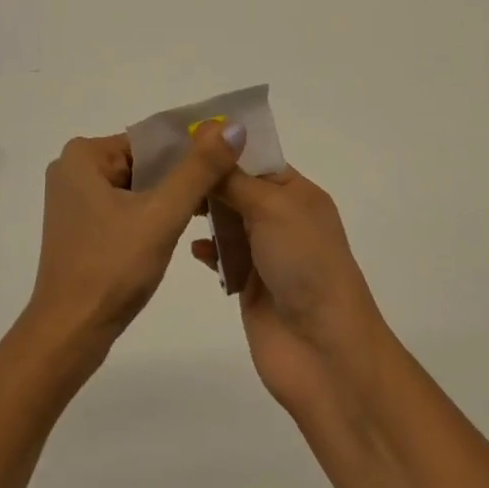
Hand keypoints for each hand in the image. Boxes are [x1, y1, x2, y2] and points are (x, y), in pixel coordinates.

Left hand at [25, 122, 245, 354]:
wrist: (69, 335)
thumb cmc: (112, 268)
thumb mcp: (162, 214)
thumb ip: (199, 169)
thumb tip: (233, 126)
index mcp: (83, 155)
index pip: (150, 141)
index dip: (190, 153)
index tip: (225, 166)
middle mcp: (72, 168)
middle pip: (142, 162)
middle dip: (179, 177)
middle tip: (223, 191)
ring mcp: (73, 199)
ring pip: (135, 186)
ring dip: (167, 199)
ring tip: (208, 211)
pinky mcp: (79, 227)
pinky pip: (123, 207)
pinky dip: (149, 215)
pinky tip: (175, 232)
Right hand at [189, 147, 384, 417]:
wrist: (326, 353)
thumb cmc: (305, 264)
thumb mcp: (271, 207)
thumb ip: (234, 177)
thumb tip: (210, 135)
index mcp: (297, 193)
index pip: (255, 157)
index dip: (223, 145)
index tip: (180, 134)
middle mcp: (282, 217)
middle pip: (237, 186)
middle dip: (207, 177)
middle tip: (162, 166)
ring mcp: (265, 252)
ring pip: (226, 220)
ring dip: (204, 211)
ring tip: (170, 200)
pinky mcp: (249, 284)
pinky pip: (221, 256)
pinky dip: (206, 249)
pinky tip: (192, 248)